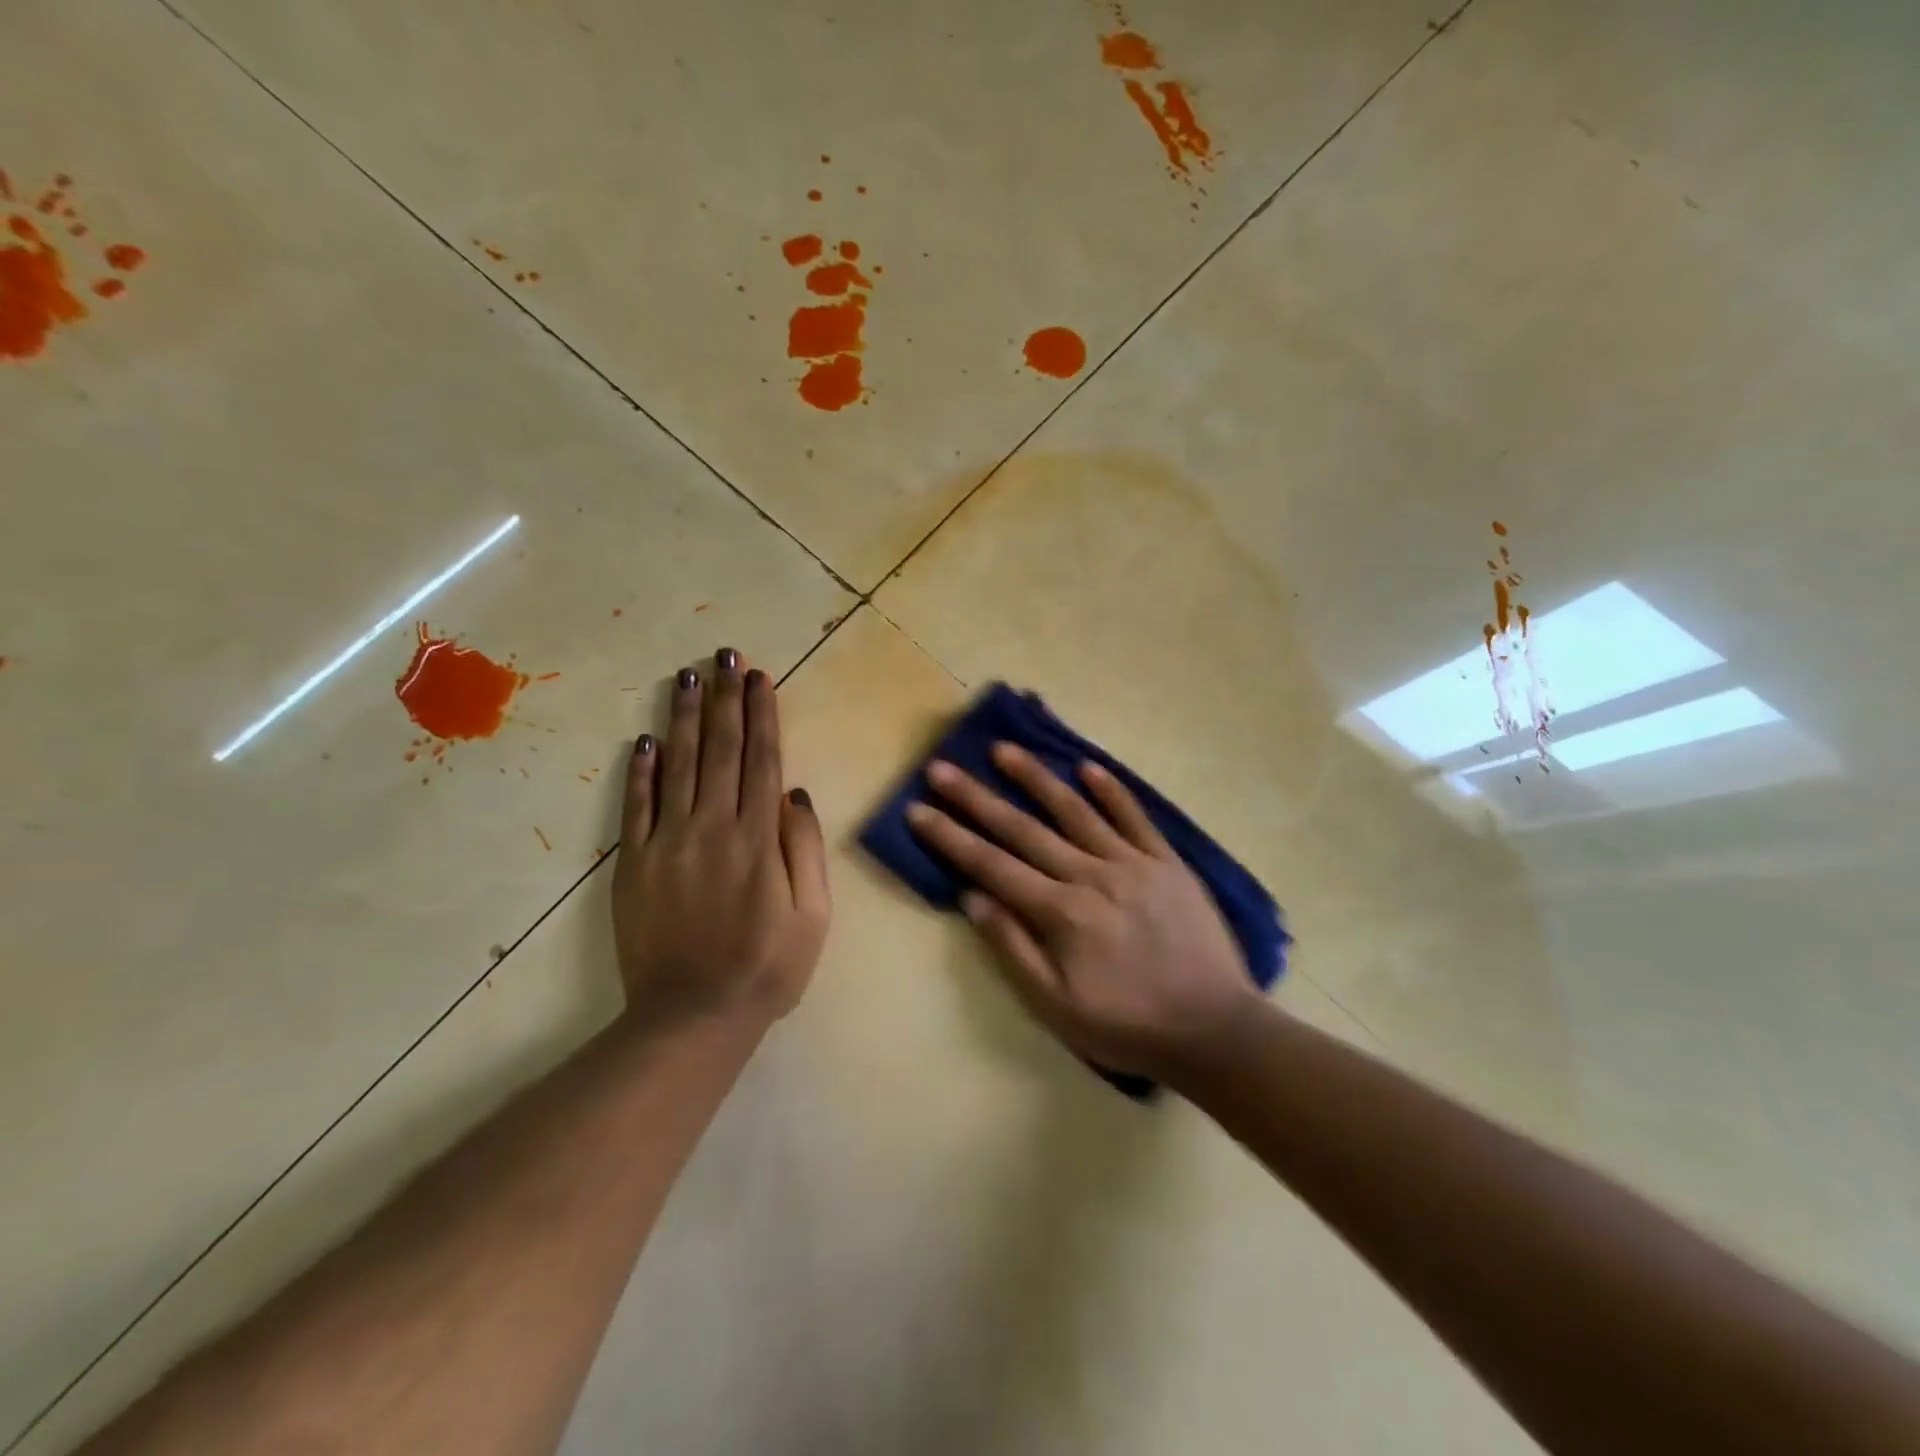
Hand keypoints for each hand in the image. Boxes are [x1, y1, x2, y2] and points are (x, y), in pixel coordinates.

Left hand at [612, 648, 830, 1033]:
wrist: (692, 1018)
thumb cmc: (767, 967)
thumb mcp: (814, 915)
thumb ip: (805, 850)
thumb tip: (795, 795)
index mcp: (758, 838)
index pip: (762, 760)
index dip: (762, 714)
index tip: (759, 677)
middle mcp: (713, 827)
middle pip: (721, 750)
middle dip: (725, 698)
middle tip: (724, 654)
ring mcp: (669, 842)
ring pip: (679, 765)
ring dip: (685, 718)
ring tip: (688, 676)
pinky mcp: (635, 864)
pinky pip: (638, 807)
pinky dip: (642, 771)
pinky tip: (646, 739)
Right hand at [906, 742, 1259, 1083]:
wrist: (1214, 1028)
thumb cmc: (1127, 1025)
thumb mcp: (1057, 1007)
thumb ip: (1013, 949)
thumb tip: (973, 898)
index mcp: (1060, 913)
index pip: (991, 865)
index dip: (950, 837)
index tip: (918, 809)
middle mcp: (1090, 875)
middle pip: (1023, 829)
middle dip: (977, 798)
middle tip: (942, 768)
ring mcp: (1132, 863)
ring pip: (1075, 811)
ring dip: (1036, 778)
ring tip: (1004, 749)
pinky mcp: (1167, 861)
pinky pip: (1134, 817)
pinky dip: (1111, 791)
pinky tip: (1088, 767)